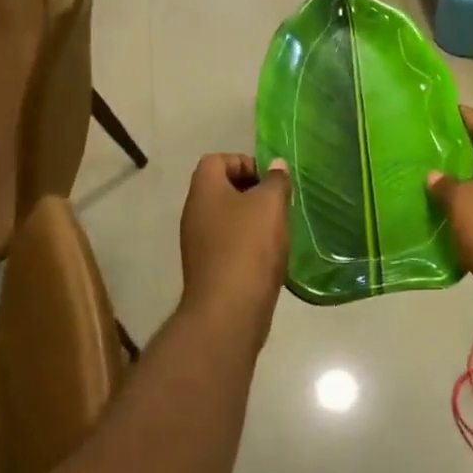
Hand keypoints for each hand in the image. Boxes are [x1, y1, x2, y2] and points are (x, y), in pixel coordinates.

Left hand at [178, 154, 291, 346]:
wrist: (228, 311)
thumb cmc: (249, 246)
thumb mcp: (270, 204)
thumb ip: (275, 180)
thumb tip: (276, 165)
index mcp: (204, 190)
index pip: (217, 160)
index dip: (244, 162)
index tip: (269, 179)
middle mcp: (194, 213)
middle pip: (221, 188)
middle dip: (252, 191)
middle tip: (278, 203)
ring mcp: (197, 243)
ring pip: (226, 217)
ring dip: (252, 219)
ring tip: (277, 229)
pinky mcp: (207, 269)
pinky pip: (228, 244)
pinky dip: (247, 244)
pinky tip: (268, 256)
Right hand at [428, 106, 472, 316]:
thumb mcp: (464, 201)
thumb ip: (446, 185)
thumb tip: (434, 176)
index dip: (467, 116)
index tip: (445, 109)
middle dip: (460, 153)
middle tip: (429, 147)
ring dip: (461, 186)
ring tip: (430, 181)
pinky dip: (466, 214)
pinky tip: (442, 216)